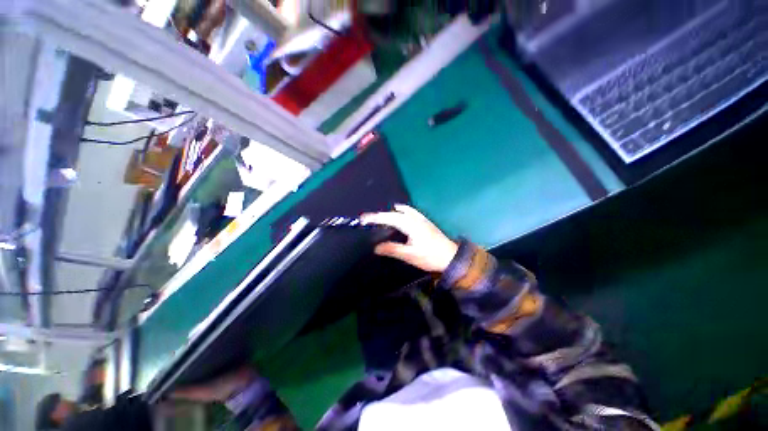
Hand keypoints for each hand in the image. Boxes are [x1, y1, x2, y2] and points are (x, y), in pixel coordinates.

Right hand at [361, 204, 457, 272]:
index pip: (388, 218)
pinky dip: (401, 211)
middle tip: (368, 220)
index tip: (363, 219)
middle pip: (394, 213)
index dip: (375, 218)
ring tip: (380, 219)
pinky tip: (400, 216)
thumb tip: (376, 247)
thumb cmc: (430, 257)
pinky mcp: (425, 221)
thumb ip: (392, 249)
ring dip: (390, 213)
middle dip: (380, 215)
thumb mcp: (410, 255)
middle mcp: (415, 218)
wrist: (451, 257)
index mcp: (410, 224)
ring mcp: (421, 218)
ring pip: (402, 211)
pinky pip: (410, 212)